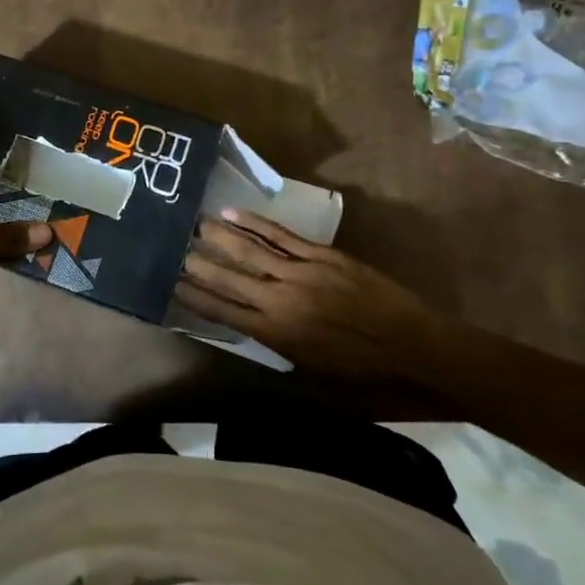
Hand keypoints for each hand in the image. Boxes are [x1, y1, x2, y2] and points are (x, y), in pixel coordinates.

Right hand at [178, 211, 437, 380]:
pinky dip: (255, 223)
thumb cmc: (364, 370)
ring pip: (250, 250)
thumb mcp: (312, 369)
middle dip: (199, 264)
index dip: (195, 298)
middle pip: (230, 278)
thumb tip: (250, 324)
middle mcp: (281, 300)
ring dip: (220, 237)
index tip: (172, 285)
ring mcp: (301, 273)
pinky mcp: (321, 255)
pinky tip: (234, 214)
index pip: (224, 312)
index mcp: (277, 334)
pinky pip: (280, 236)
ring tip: (195, 224)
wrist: (413, 345)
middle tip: (174, 249)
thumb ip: (278, 344)